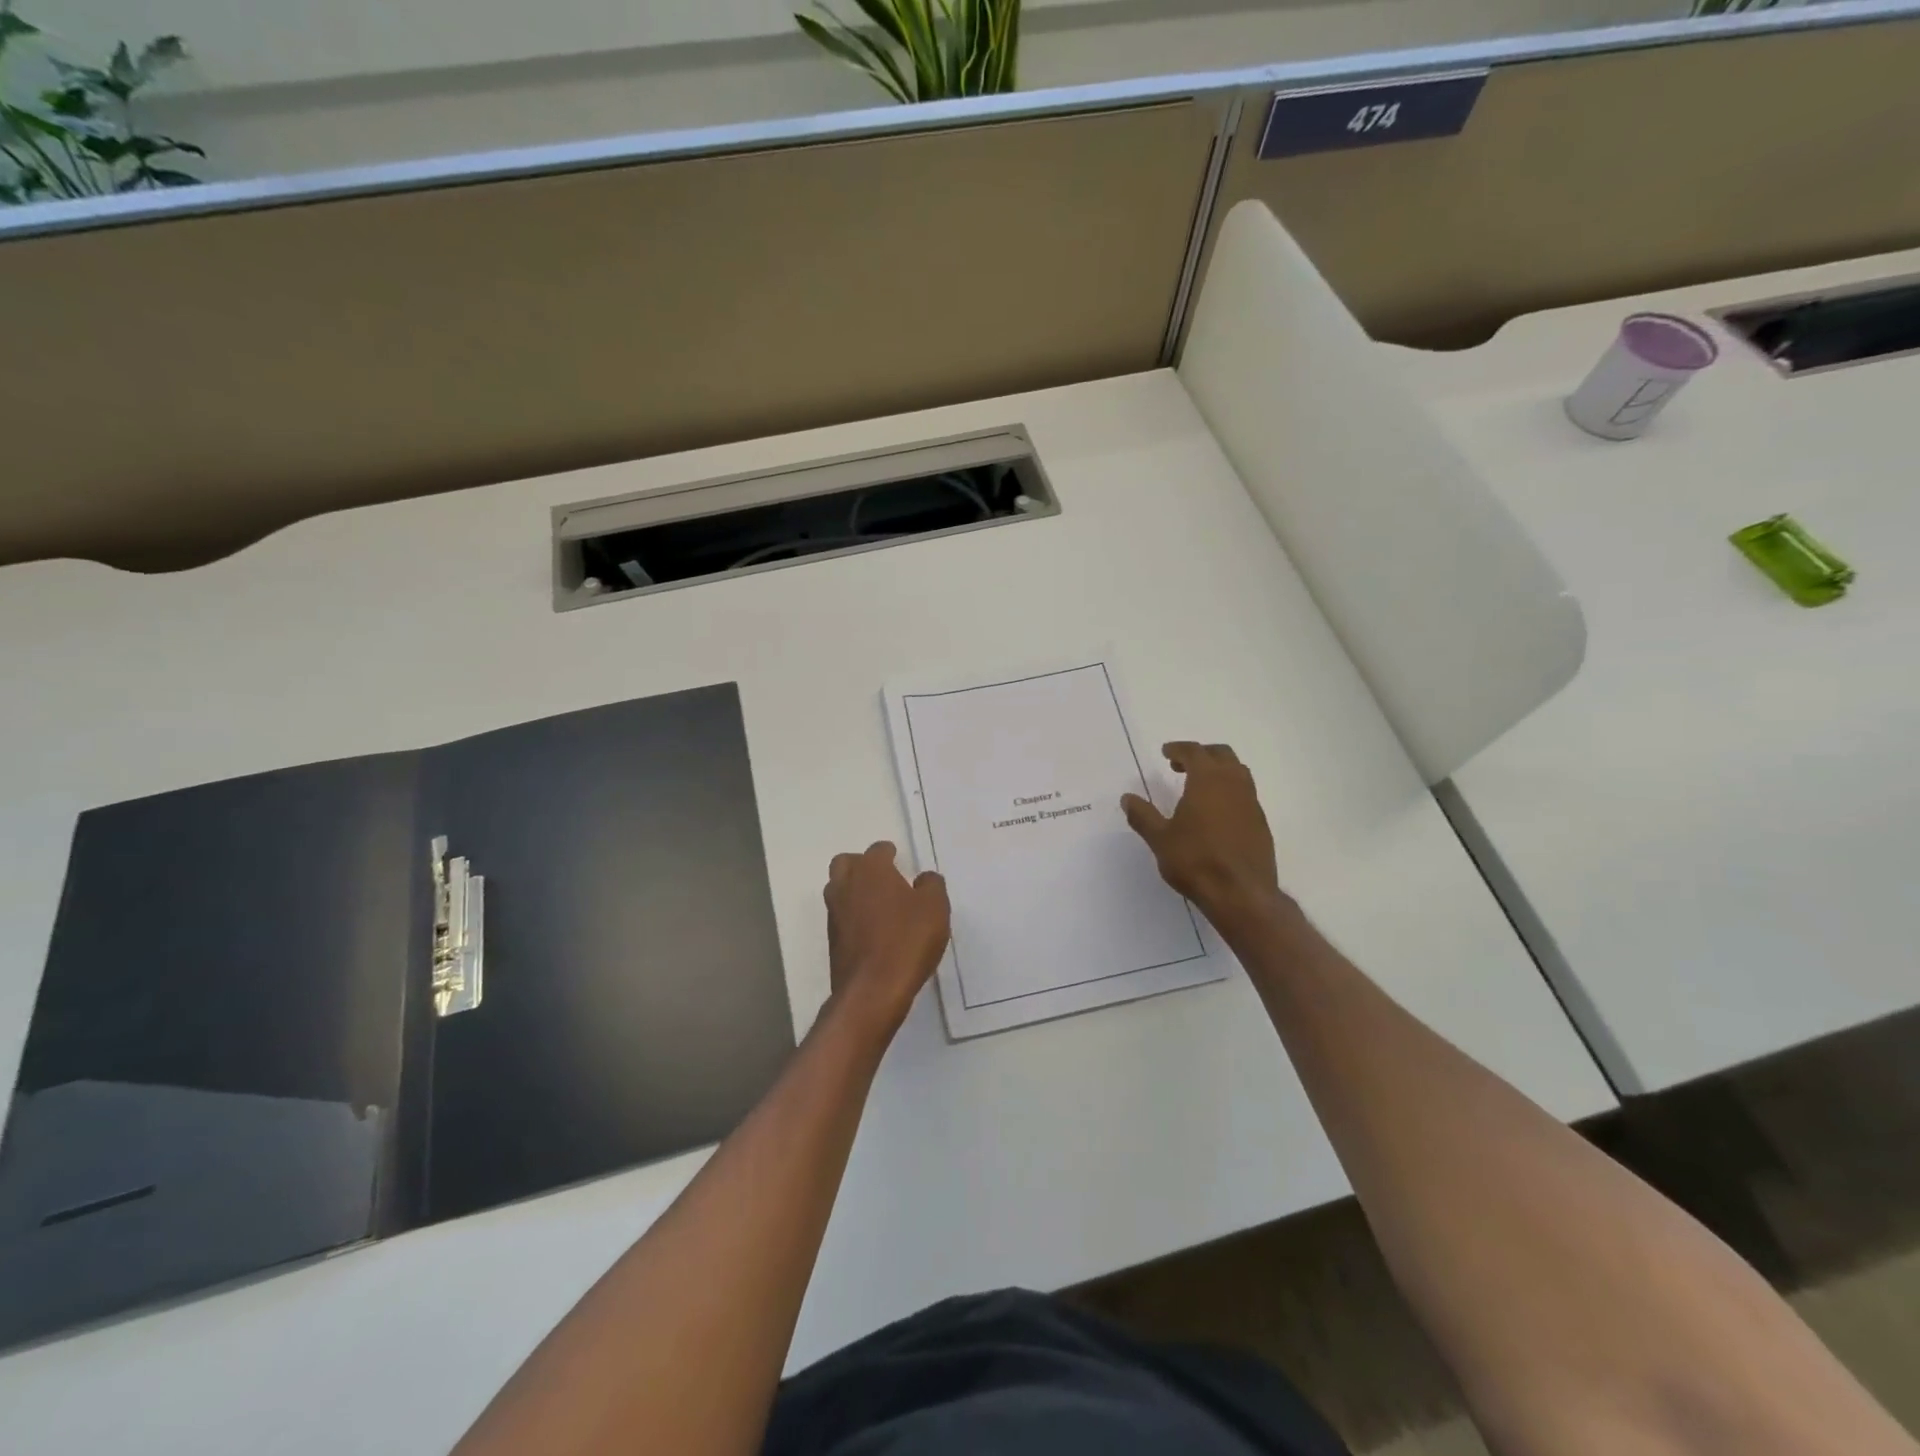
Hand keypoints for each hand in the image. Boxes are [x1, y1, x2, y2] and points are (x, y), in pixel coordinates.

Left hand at [823, 842, 950, 1034]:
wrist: (872, 990)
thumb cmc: (907, 940)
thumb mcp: (935, 908)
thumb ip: (931, 885)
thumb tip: (923, 879)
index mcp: (871, 870)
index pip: (877, 850)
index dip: (890, 854)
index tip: (899, 860)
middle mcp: (846, 885)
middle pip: (846, 863)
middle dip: (862, 866)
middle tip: (883, 879)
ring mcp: (834, 914)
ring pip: (839, 890)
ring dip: (854, 891)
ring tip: (879, 906)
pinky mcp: (832, 941)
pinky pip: (841, 917)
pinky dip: (853, 917)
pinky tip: (873, 931)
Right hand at [1122, 742, 1291, 929]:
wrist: (1241, 894)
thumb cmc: (1196, 861)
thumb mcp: (1160, 839)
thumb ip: (1143, 816)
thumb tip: (1127, 798)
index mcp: (1208, 781)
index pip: (1194, 752)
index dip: (1179, 749)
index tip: (1166, 752)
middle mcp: (1234, 785)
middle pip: (1222, 755)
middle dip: (1202, 754)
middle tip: (1182, 765)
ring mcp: (1251, 804)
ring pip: (1238, 773)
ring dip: (1219, 772)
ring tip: (1199, 788)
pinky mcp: (1261, 824)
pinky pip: (1245, 795)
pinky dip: (1230, 793)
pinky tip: (1216, 814)